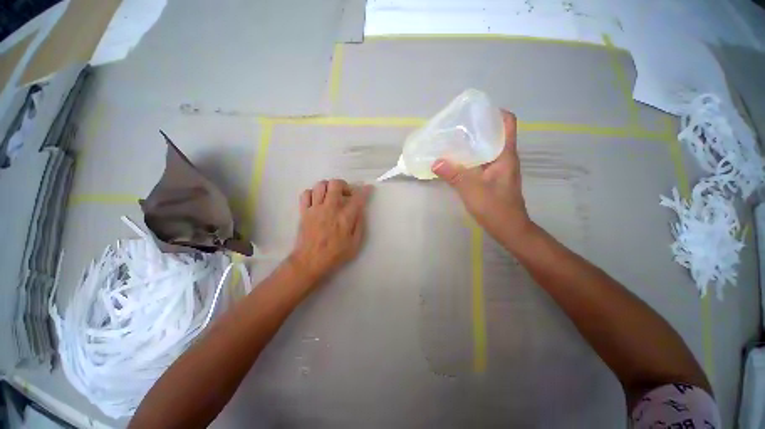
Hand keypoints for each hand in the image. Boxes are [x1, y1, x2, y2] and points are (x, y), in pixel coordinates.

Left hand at [289, 179, 371, 282]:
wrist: (310, 262)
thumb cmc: (335, 254)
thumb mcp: (355, 244)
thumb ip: (359, 225)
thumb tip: (361, 210)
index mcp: (344, 218)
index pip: (357, 198)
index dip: (365, 190)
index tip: (368, 188)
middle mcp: (330, 209)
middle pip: (336, 184)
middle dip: (344, 185)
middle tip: (346, 194)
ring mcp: (315, 209)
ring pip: (320, 185)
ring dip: (329, 187)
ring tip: (332, 196)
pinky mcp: (304, 211)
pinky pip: (306, 193)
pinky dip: (313, 193)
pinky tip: (318, 201)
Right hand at [432, 110, 532, 244]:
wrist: (508, 228)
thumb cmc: (495, 207)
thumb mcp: (472, 190)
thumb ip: (454, 175)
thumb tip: (435, 161)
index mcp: (505, 155)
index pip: (508, 123)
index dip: (495, 113)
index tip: (475, 112)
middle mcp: (504, 158)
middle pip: (494, 134)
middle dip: (477, 128)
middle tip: (456, 127)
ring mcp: (498, 169)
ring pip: (486, 149)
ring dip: (472, 144)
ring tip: (452, 141)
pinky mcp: (492, 179)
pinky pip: (480, 162)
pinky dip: (469, 158)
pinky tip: (455, 162)